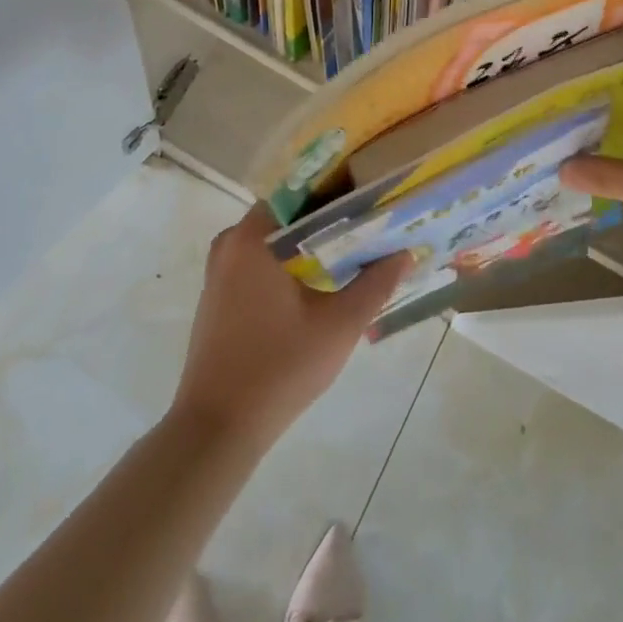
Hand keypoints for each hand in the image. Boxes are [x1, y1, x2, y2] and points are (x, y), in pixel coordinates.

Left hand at [171, 204, 408, 447]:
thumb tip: (405, 253)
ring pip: (278, 241)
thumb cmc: (280, 368)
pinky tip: (325, 282)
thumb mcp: (340, 325)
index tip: (373, 200)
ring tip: (358, 252)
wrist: (218, 428)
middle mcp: (231, 243)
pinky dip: (293, 264)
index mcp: (253, 237)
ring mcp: (221, 270)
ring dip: (314, 245)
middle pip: (291, 216)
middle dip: (333, 221)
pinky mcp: (221, 295)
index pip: (303, 192)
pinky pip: (263, 262)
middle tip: (374, 227)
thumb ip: (376, 284)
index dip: (341, 193)